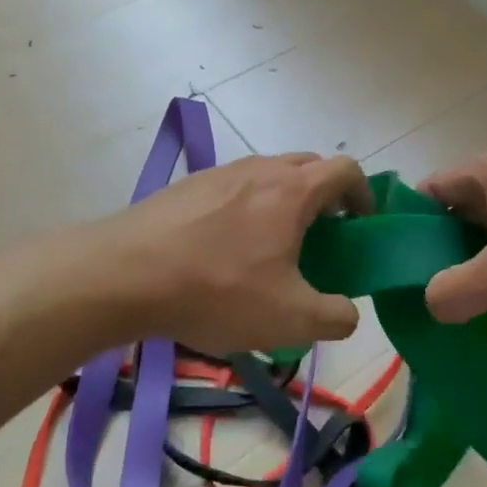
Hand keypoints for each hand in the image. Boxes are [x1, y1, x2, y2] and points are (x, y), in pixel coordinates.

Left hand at [96, 152, 372, 353]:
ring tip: (273, 247)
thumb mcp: (289, 320)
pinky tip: (226, 250)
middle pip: (309, 166)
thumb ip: (335, 317)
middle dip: (326, 196)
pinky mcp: (188, 186)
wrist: (122, 275)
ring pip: (269, 175)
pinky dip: (248, 208)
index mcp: (292, 190)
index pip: (346, 169)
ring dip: (285, 202)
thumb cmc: (216, 290)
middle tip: (322, 237)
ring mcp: (220, 173)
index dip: (364, 194)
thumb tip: (347, 312)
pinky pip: (235, 187)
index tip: (360, 226)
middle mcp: (260, 169)